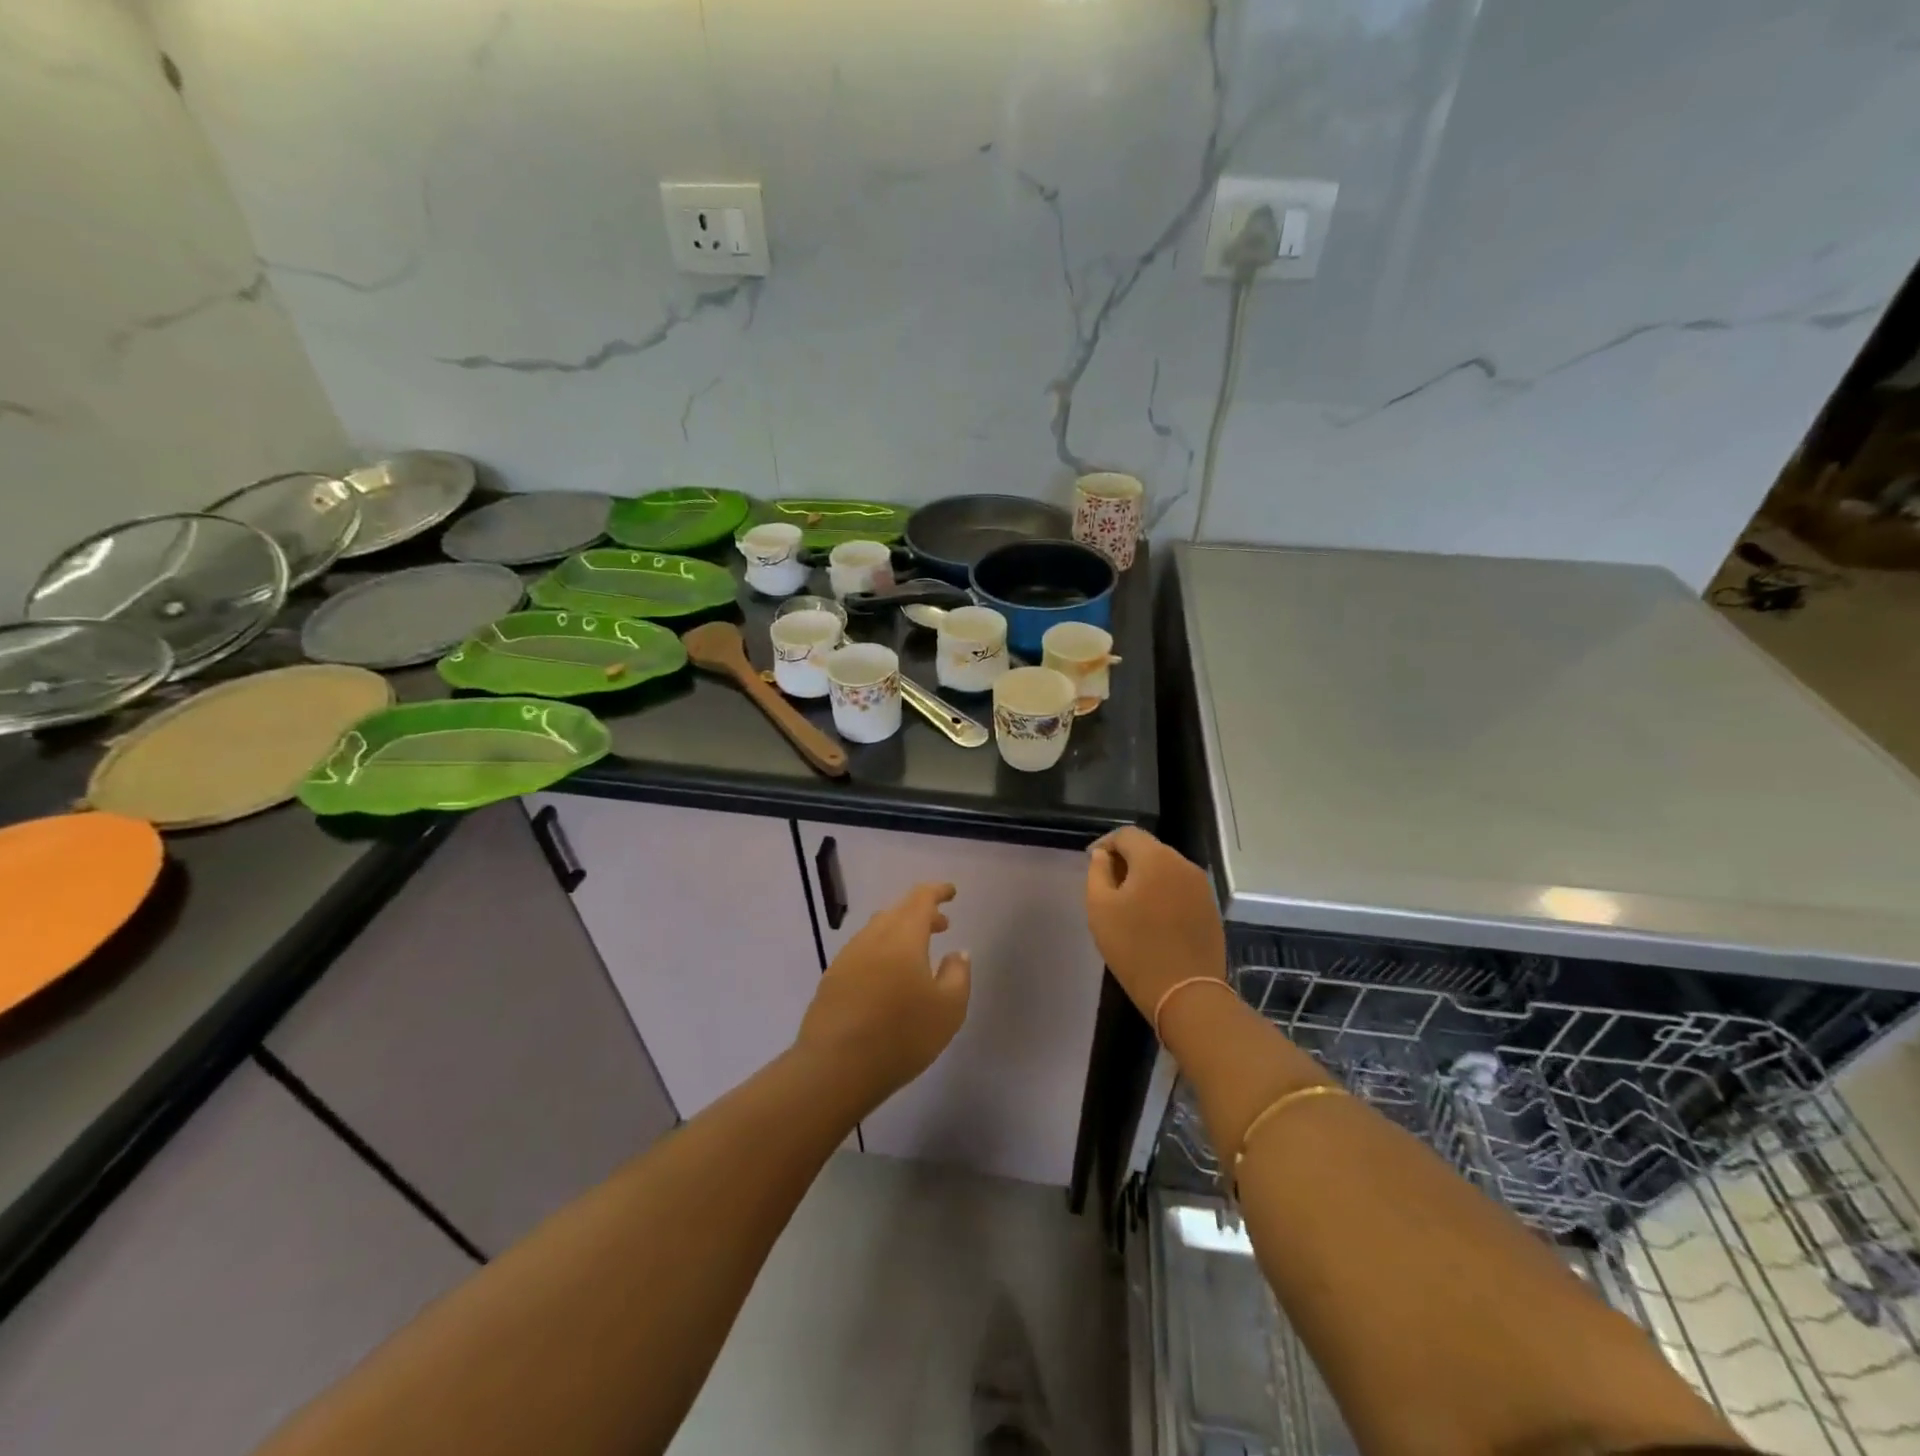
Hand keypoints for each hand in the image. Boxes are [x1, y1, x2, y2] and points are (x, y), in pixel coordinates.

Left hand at [795, 883, 971, 1106]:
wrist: (834, 1068)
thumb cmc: (901, 1035)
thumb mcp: (948, 1009)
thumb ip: (958, 974)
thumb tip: (957, 952)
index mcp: (903, 936)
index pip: (921, 899)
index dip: (937, 891)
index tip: (951, 892)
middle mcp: (872, 938)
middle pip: (898, 911)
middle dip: (921, 913)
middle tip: (942, 925)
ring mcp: (847, 958)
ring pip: (877, 931)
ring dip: (900, 933)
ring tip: (917, 953)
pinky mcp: (831, 980)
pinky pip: (862, 952)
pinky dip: (881, 952)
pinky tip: (887, 978)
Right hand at [1085, 828, 1226, 1017]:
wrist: (1186, 992)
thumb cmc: (1134, 948)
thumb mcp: (1101, 908)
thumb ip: (1097, 873)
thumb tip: (1103, 855)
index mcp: (1155, 858)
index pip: (1127, 834)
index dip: (1105, 843)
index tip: (1091, 861)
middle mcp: (1183, 864)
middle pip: (1149, 849)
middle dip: (1126, 859)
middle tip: (1107, 882)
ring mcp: (1201, 886)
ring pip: (1166, 868)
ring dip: (1146, 876)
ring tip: (1128, 901)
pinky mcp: (1210, 908)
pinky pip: (1180, 888)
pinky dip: (1163, 892)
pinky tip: (1152, 916)